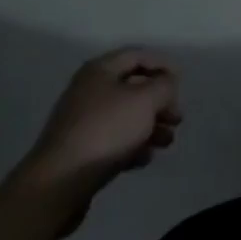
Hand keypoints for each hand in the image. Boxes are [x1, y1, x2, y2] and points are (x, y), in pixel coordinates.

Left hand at [22, 50, 181, 220]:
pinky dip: (132, 145)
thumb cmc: (106, 131)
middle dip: (159, 101)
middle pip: (133, 88)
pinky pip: (113, 140)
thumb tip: (166, 83)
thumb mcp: (145, 101)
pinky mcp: (80, 150)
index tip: (181, 84)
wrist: (59, 183)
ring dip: (150, 126)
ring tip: (167, 142)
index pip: (137, 56)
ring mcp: (83, 121)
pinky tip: (144, 159)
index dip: (162, 65)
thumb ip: (163, 86)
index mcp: (100, 70)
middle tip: (177, 119)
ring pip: (125, 116)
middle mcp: (89, 90)